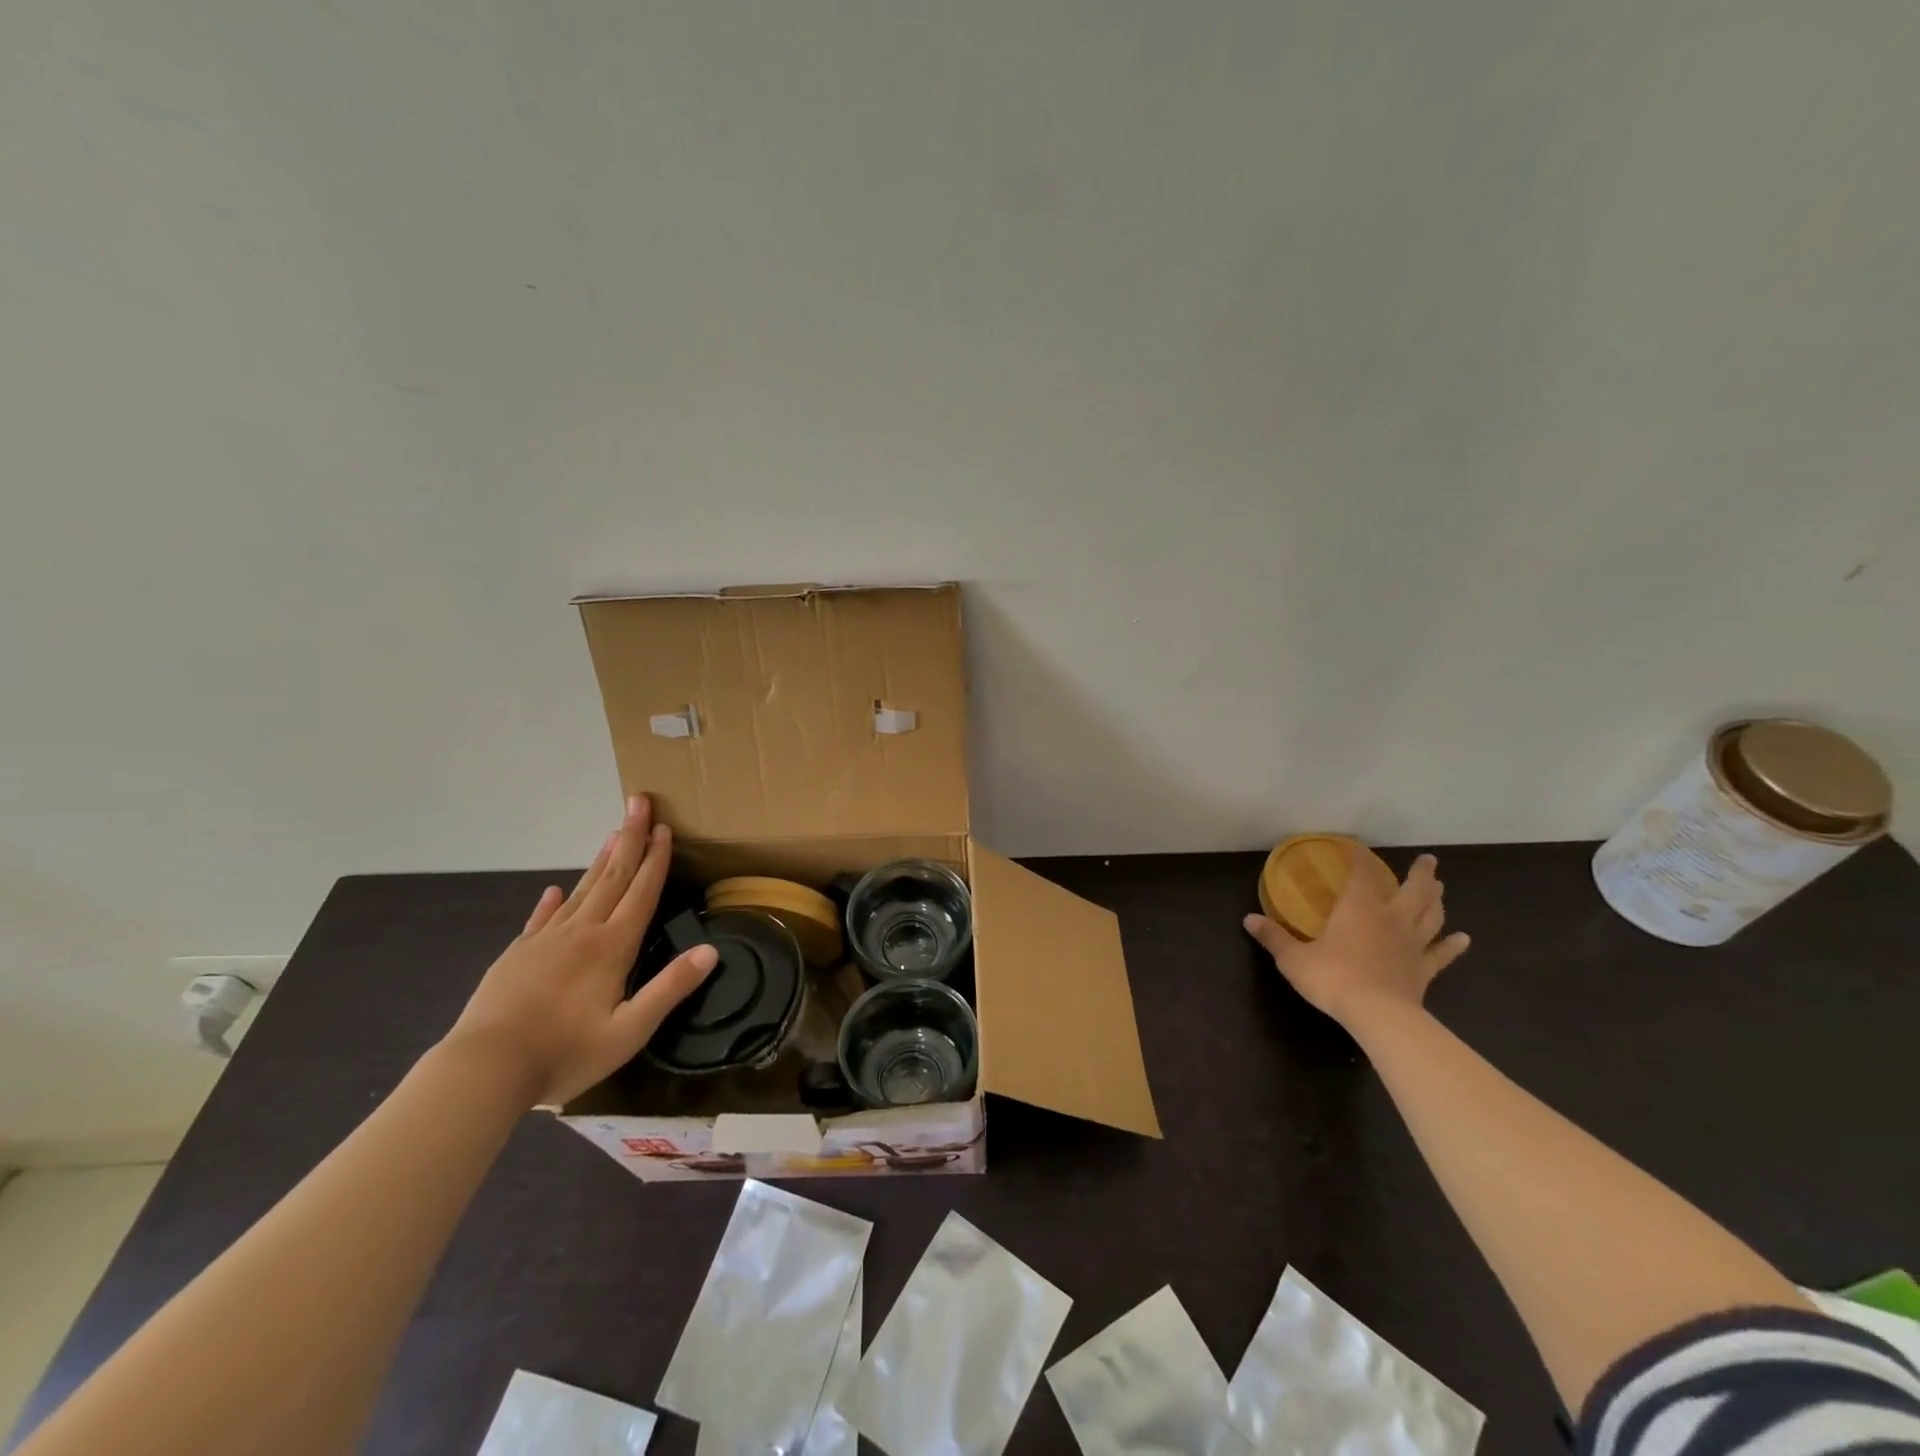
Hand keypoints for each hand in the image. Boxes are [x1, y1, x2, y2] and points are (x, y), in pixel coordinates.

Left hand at [444, 795, 717, 1105]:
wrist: (484, 1070)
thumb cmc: (564, 1053)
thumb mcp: (630, 1031)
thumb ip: (670, 988)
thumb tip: (711, 951)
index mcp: (612, 947)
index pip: (641, 893)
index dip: (656, 860)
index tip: (664, 827)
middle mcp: (581, 933)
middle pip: (612, 877)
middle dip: (630, 839)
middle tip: (639, 803)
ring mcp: (545, 941)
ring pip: (581, 890)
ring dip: (601, 860)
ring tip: (613, 834)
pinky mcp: (516, 955)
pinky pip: (541, 918)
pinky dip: (553, 900)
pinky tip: (555, 890)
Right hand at [1243, 849, 1469, 1031]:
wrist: (1377, 1015)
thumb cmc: (1332, 977)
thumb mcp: (1293, 958)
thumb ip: (1274, 937)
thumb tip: (1248, 919)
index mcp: (1358, 908)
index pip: (1362, 874)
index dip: (1359, 859)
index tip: (1356, 847)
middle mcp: (1390, 919)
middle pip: (1412, 890)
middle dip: (1420, 874)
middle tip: (1428, 861)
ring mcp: (1411, 944)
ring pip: (1431, 916)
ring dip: (1436, 901)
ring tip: (1440, 888)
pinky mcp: (1423, 970)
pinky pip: (1441, 954)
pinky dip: (1453, 945)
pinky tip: (1463, 939)